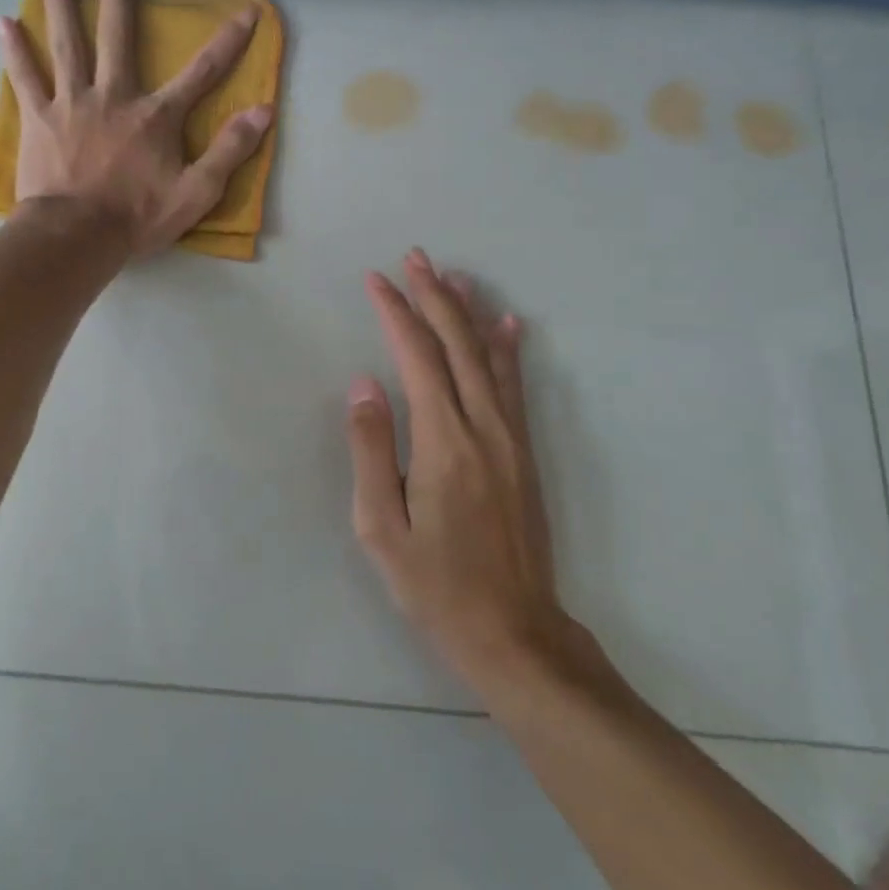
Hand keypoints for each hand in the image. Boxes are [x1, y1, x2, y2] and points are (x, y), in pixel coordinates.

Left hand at [0, 0, 273, 255]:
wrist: (76, 236)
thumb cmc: (137, 217)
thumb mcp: (196, 192)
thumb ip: (230, 150)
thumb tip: (264, 111)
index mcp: (155, 116)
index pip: (202, 71)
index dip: (229, 40)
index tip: (247, 9)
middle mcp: (114, 97)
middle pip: (118, 41)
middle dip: (119, 2)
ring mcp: (72, 103)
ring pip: (68, 47)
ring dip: (62, 11)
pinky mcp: (39, 118)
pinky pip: (24, 77)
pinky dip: (14, 50)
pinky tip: (3, 22)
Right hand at [346, 249, 578, 697]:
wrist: (514, 632)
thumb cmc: (435, 585)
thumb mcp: (381, 526)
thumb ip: (371, 448)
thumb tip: (364, 384)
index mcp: (443, 440)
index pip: (415, 356)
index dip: (395, 312)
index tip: (375, 280)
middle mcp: (482, 426)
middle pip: (455, 344)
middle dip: (433, 295)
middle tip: (414, 257)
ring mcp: (510, 437)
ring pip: (488, 357)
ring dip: (468, 311)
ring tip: (453, 275)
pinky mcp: (525, 453)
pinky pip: (515, 386)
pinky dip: (508, 349)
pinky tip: (508, 326)